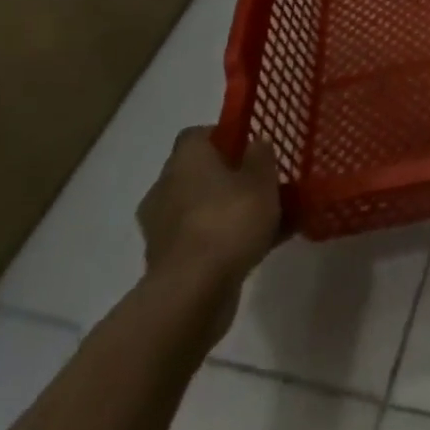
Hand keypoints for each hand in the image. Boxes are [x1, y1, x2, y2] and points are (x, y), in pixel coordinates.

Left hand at [137, 128, 282, 295]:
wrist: (192, 294)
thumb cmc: (229, 220)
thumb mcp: (262, 179)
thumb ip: (261, 156)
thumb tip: (255, 144)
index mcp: (185, 160)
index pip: (198, 135)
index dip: (224, 136)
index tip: (249, 146)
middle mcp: (166, 189)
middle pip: (199, 173)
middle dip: (228, 178)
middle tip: (261, 183)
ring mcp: (162, 229)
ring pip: (202, 209)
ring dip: (227, 211)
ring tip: (267, 219)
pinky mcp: (166, 264)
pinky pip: (202, 240)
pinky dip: (224, 241)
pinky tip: (259, 247)